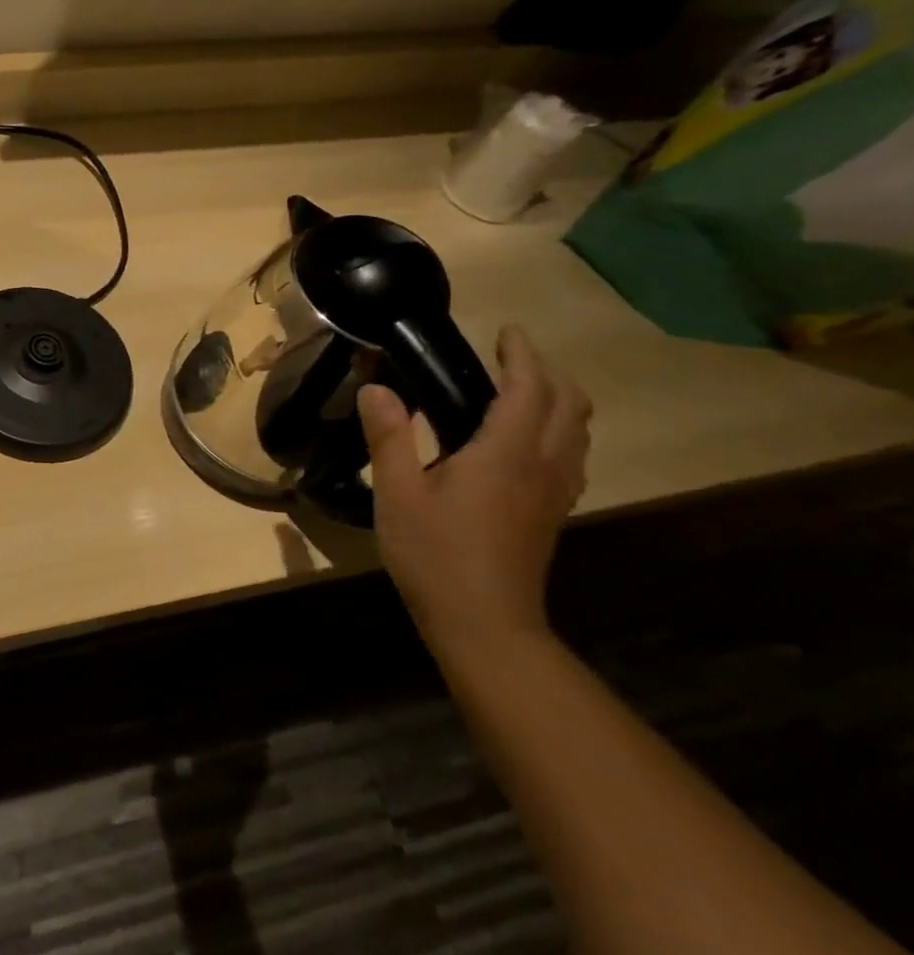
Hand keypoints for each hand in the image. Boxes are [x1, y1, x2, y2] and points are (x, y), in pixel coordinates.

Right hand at [357, 325, 589, 652]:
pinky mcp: (553, 511)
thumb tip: (376, 388)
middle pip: (569, 403)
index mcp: (507, 453)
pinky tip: (522, 442)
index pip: (530, 388)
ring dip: (557, 399)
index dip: (522, 354)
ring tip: (517, 391)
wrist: (484, 622)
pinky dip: (558, 429)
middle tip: (508, 359)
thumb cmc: (435, 554)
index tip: (506, 331)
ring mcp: (555, 490)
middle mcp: (544, 464)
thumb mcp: (397, 493)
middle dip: (547, 371)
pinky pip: (571, 453)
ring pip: (578, 429)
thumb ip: (389, 436)